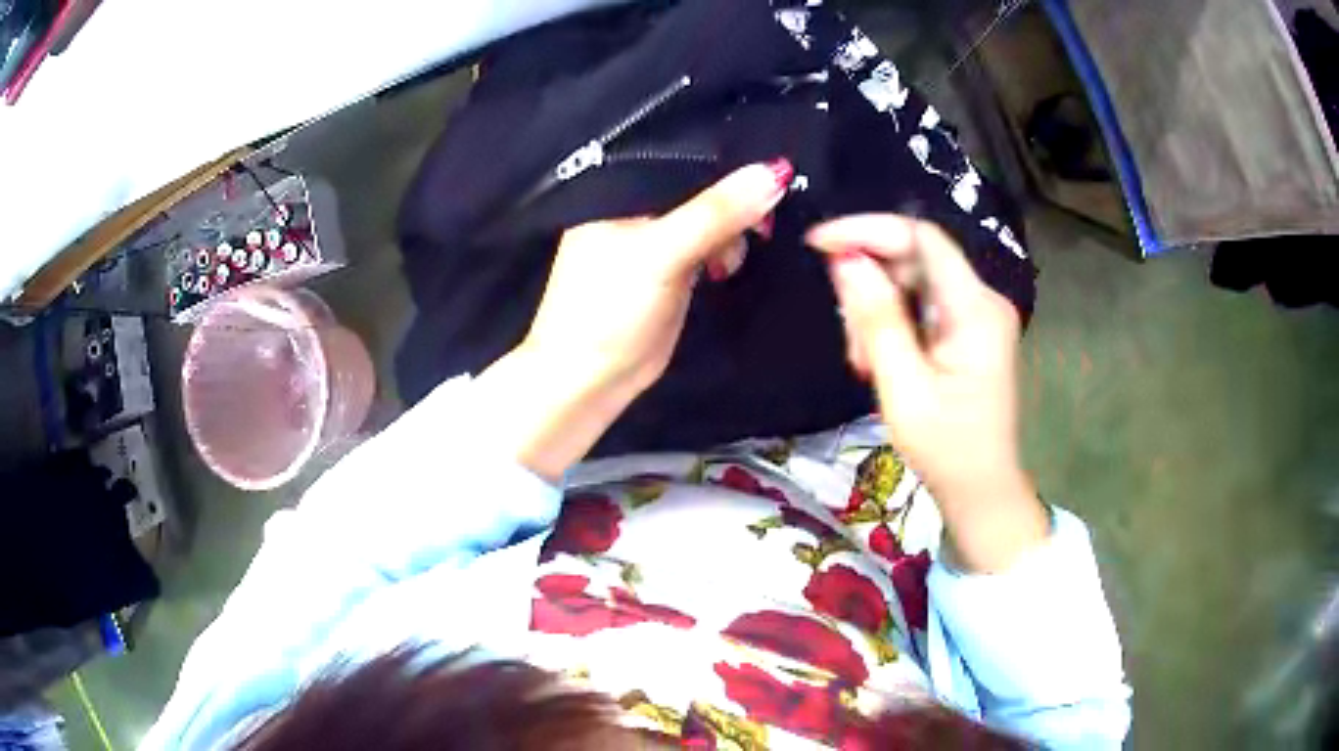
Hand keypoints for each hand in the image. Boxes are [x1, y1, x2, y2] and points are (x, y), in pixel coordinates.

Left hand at [483, 161, 791, 481]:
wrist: (590, 379)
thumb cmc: (609, 308)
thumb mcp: (661, 252)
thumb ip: (714, 212)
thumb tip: (775, 172)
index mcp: (621, 189)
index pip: (683, 156)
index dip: (727, 158)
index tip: (775, 165)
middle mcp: (639, 207)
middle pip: (702, 185)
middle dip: (736, 198)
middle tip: (763, 221)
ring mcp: (657, 238)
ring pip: (710, 216)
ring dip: (735, 228)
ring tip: (735, 254)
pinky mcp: (674, 268)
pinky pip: (710, 244)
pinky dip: (729, 249)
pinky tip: (735, 260)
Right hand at [806, 215, 1047, 571]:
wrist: (981, 490)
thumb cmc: (946, 449)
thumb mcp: (903, 389)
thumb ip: (877, 321)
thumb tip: (845, 260)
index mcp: (976, 310)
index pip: (921, 238)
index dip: (868, 230)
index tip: (818, 244)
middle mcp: (983, 300)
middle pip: (915, 260)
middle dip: (870, 286)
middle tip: (849, 342)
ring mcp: (978, 315)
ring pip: (913, 282)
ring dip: (878, 311)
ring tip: (865, 364)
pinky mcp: (968, 330)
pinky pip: (921, 305)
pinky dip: (892, 325)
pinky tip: (881, 362)